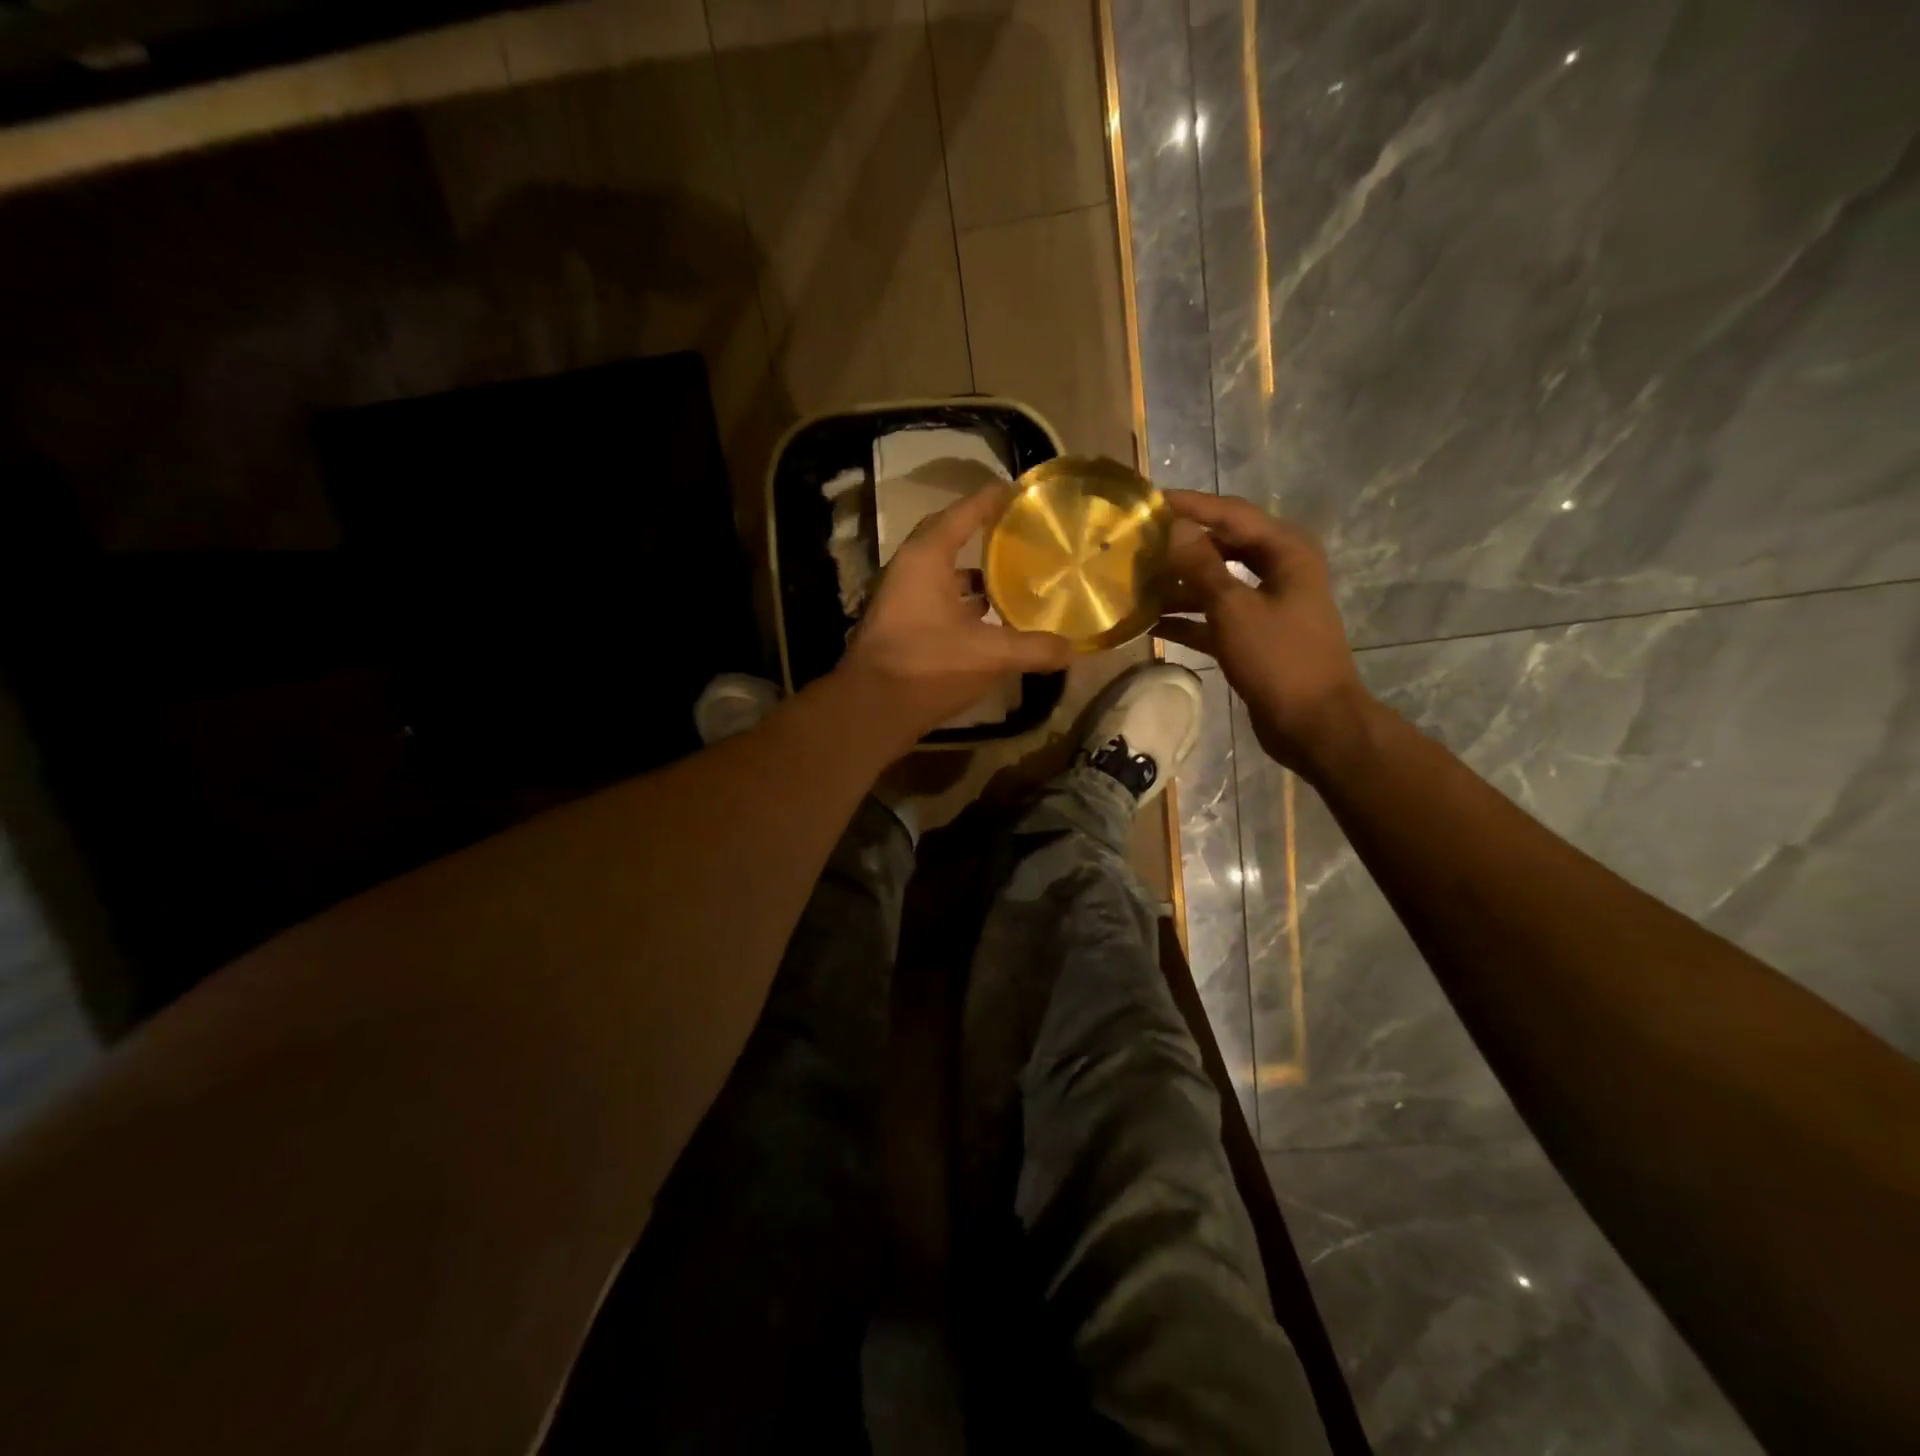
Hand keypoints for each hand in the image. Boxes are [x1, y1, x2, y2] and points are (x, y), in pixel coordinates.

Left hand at [838, 485, 1073, 743]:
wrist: (871, 709)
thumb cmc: (928, 665)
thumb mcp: (990, 655)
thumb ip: (1034, 649)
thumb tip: (1074, 650)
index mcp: (926, 558)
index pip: (962, 514)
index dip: (991, 500)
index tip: (1018, 490)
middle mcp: (909, 570)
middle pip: (949, 540)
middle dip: (983, 535)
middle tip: (1018, 533)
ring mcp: (901, 599)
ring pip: (943, 576)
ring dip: (974, 577)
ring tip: (1012, 580)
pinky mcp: (902, 627)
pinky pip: (938, 602)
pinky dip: (963, 605)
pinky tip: (989, 621)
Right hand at [1154, 490, 1373, 774]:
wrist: (1314, 723)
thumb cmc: (1279, 659)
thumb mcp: (1235, 608)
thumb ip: (1201, 566)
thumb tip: (1173, 527)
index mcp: (1285, 552)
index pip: (1231, 514)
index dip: (1190, 505)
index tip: (1148, 501)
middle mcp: (1278, 570)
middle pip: (1222, 545)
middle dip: (1181, 544)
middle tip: (1138, 541)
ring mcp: (1266, 605)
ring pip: (1215, 583)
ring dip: (1179, 584)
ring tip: (1135, 581)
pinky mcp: (1254, 636)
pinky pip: (1214, 616)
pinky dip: (1187, 618)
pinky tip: (1150, 622)